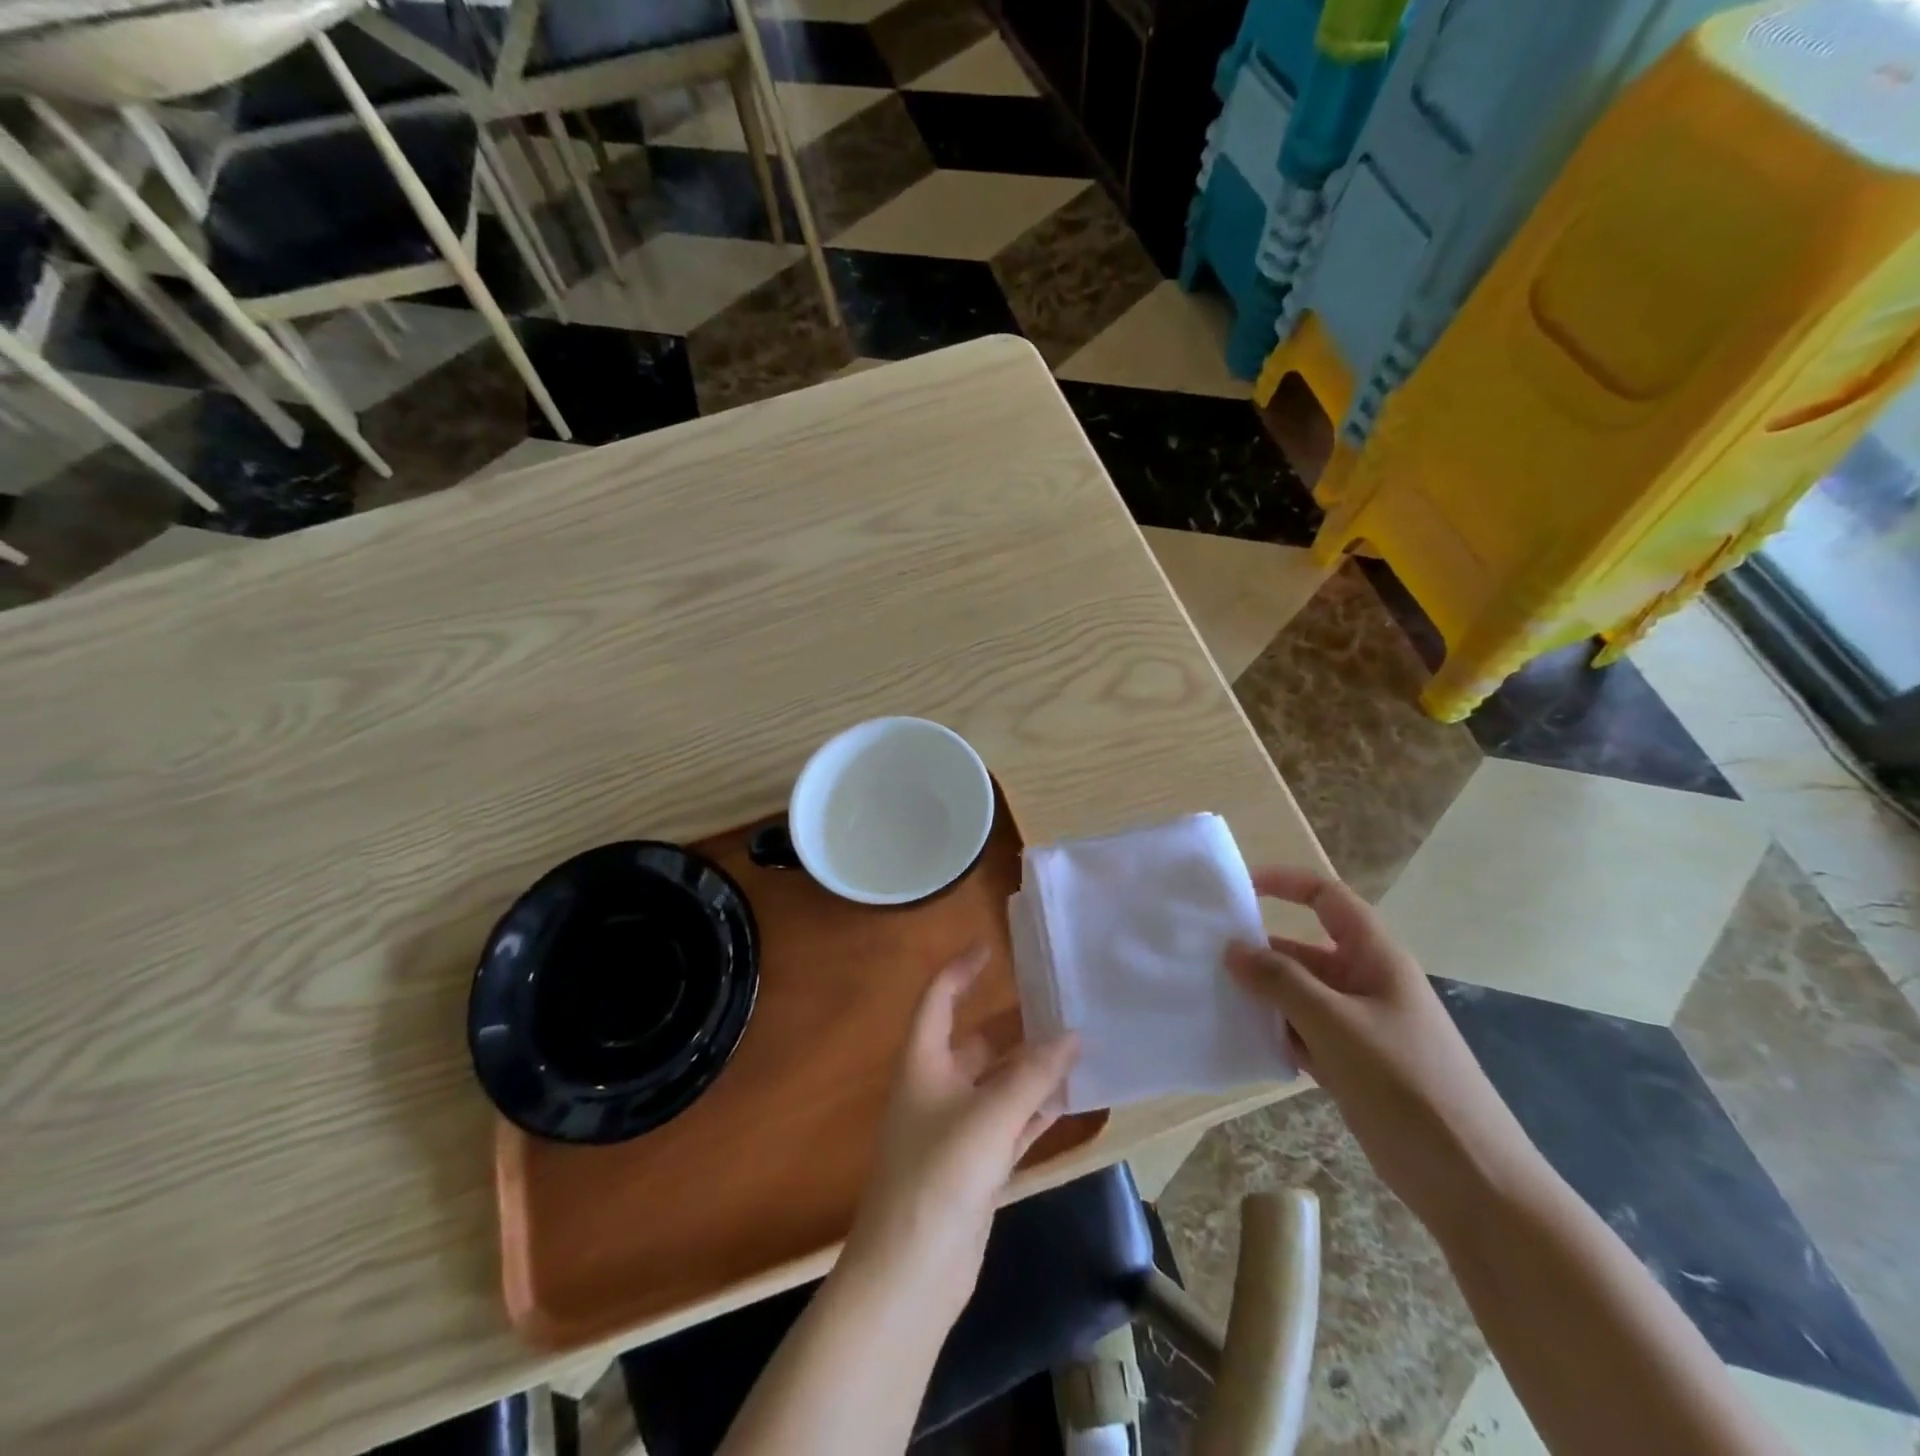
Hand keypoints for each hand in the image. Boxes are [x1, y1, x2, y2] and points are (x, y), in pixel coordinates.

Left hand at [841, 944, 1078, 1319]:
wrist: (911, 1273)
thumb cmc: (939, 1176)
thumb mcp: (989, 1117)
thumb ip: (1033, 1076)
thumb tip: (1073, 1036)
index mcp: (924, 1062)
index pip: (938, 999)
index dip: (961, 970)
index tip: (991, 947)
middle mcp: (937, 1087)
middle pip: (977, 1042)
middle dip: (1016, 1026)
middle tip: (1060, 1005)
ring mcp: (956, 1129)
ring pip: (998, 1084)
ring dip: (1032, 1070)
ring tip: (1077, 1047)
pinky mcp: (975, 1166)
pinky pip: (1010, 1123)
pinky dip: (1035, 1109)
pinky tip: (1070, 1098)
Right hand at [1227, 866, 1538, 1233]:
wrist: (1471, 1183)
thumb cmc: (1406, 1086)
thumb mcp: (1336, 1025)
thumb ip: (1281, 982)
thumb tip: (1232, 948)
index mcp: (1375, 958)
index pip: (1327, 900)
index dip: (1286, 884)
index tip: (1239, 888)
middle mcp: (1366, 984)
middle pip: (1305, 951)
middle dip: (1260, 950)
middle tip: (1204, 954)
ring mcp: (1359, 1027)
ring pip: (1299, 995)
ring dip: (1262, 995)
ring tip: (1211, 994)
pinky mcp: (1352, 1066)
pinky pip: (1303, 1033)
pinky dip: (1276, 1032)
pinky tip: (1241, 1039)